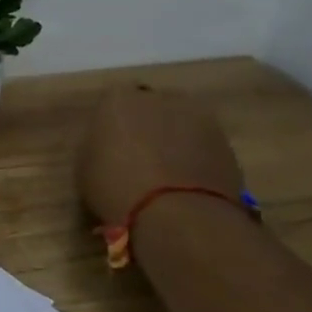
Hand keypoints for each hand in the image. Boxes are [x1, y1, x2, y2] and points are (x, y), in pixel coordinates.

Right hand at [77, 84, 245, 227]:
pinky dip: (196, 160)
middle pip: (151, 108)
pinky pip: (203, 147)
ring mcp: (200, 118)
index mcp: (119, 99)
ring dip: (175, 142)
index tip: (109, 147)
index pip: (113, 103)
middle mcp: (161, 97)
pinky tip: (187, 187)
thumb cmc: (116, 187)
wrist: (177, 214)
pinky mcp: (228, 144)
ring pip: (181, 125)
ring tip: (166, 176)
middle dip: (147, 127)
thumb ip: (96, 148)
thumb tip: (107, 149)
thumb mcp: (83, 169)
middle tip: (139, 158)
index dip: (112, 125)